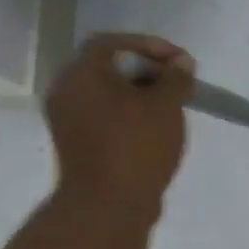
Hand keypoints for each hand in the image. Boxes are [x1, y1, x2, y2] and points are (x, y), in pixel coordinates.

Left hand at [45, 34, 194, 219]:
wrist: (108, 205)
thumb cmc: (137, 146)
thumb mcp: (167, 106)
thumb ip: (176, 78)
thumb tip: (181, 62)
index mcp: (82, 74)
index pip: (112, 43)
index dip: (149, 46)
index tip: (180, 61)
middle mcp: (66, 91)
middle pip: (107, 67)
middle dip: (146, 70)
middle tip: (177, 82)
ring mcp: (67, 119)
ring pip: (106, 93)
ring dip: (139, 93)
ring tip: (171, 105)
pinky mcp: (76, 143)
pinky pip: (103, 115)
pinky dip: (128, 114)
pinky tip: (154, 128)